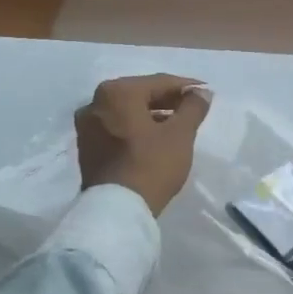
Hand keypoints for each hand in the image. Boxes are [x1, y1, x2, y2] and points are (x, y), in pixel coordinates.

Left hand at [74, 74, 211, 216]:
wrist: (116, 211)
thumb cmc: (151, 164)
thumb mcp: (180, 134)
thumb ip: (193, 107)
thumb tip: (202, 92)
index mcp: (117, 92)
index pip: (159, 82)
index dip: (186, 87)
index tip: (206, 92)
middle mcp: (95, 102)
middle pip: (140, 94)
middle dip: (168, 100)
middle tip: (193, 108)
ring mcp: (87, 126)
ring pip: (128, 111)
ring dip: (153, 114)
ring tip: (178, 124)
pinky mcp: (86, 147)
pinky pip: (117, 127)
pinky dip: (137, 127)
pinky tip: (156, 137)